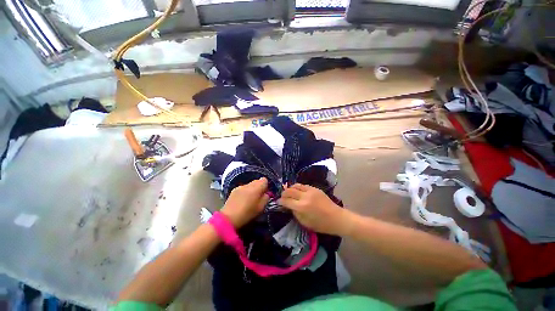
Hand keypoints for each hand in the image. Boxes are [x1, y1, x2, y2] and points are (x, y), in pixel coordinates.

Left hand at [221, 177, 269, 227]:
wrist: (229, 218)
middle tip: (258, 197)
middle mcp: (249, 184)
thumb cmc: (247, 213)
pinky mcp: (234, 190)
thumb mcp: (261, 208)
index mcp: (256, 188)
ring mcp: (240, 186)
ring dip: (251, 189)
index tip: (264, 193)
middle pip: (257, 181)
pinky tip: (242, 200)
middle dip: (259, 187)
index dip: (265, 186)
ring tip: (249, 199)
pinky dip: (245, 192)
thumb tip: (266, 193)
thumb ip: (266, 198)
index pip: (264, 180)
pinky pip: (243, 188)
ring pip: (250, 184)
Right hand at [278, 184, 351, 235]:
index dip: (280, 201)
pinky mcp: (315, 188)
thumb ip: (295, 213)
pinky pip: (303, 185)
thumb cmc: (321, 224)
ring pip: (295, 185)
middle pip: (289, 191)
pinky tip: (297, 191)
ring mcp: (310, 191)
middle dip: (283, 193)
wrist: (336, 218)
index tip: (278, 202)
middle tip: (282, 197)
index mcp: (301, 207)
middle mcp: (304, 197)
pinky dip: (297, 187)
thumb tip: (289, 206)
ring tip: (289, 192)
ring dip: (290, 188)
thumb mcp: (305, 223)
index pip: (286, 201)